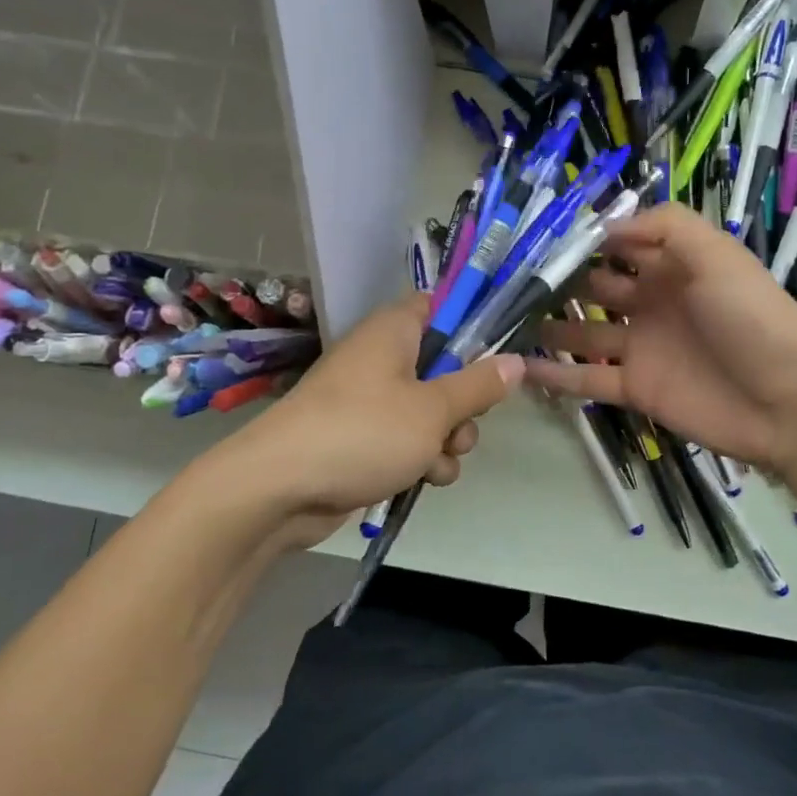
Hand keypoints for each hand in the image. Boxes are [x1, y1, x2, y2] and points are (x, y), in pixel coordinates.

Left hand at [230, 293, 523, 525]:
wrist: (280, 488)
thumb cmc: (363, 432)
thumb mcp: (433, 409)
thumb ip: (478, 384)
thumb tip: (516, 361)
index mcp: (394, 331)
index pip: (440, 307)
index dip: (471, 327)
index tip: (497, 355)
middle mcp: (382, 358)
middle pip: (444, 367)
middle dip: (464, 404)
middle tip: (461, 424)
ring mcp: (370, 401)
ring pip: (431, 411)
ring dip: (447, 439)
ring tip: (437, 460)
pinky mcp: (363, 439)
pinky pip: (408, 440)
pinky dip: (420, 459)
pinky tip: (422, 480)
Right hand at [523, 203, 796, 470]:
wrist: (788, 402)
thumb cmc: (751, 317)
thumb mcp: (716, 253)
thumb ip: (665, 227)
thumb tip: (605, 226)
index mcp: (673, 266)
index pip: (620, 243)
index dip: (584, 238)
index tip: (538, 234)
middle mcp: (652, 302)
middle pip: (595, 285)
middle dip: (557, 279)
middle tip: (508, 277)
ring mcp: (641, 347)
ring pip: (583, 331)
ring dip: (548, 324)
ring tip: (504, 318)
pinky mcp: (635, 388)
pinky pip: (587, 378)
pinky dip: (554, 374)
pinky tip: (518, 367)